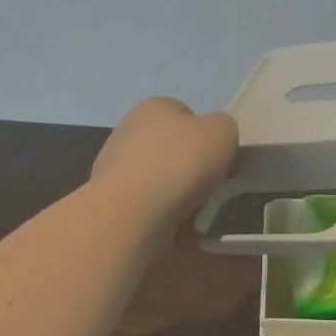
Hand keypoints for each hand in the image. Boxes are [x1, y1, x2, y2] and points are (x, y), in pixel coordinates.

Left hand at [91, 97, 238, 224]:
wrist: (132, 212)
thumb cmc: (181, 162)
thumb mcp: (224, 131)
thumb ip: (225, 128)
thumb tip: (215, 139)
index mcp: (155, 106)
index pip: (185, 113)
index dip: (206, 135)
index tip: (219, 158)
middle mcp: (129, 130)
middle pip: (171, 147)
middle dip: (189, 166)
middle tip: (210, 186)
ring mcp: (115, 166)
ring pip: (158, 179)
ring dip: (176, 194)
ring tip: (196, 214)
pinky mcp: (111, 201)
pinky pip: (147, 207)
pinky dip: (163, 217)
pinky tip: (176, 228)